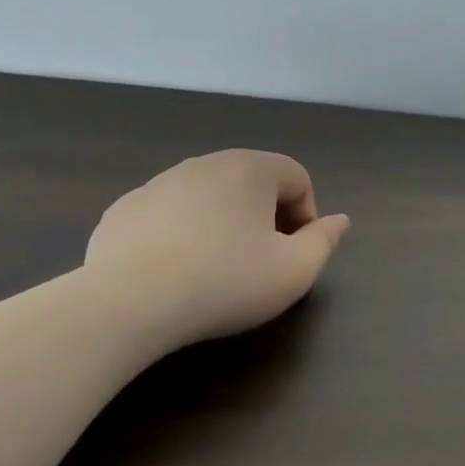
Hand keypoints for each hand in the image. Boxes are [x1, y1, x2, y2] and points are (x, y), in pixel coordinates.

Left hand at [85, 150, 350, 349]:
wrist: (129, 302)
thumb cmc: (225, 281)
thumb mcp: (293, 271)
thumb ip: (324, 242)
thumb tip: (340, 221)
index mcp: (250, 168)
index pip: (297, 178)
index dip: (307, 216)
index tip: (295, 254)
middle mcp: (205, 163)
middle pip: (252, 183)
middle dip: (265, 218)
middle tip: (261, 262)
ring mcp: (158, 183)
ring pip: (207, 197)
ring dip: (222, 224)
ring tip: (215, 270)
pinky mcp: (124, 210)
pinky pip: (167, 215)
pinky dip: (179, 235)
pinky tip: (173, 273)